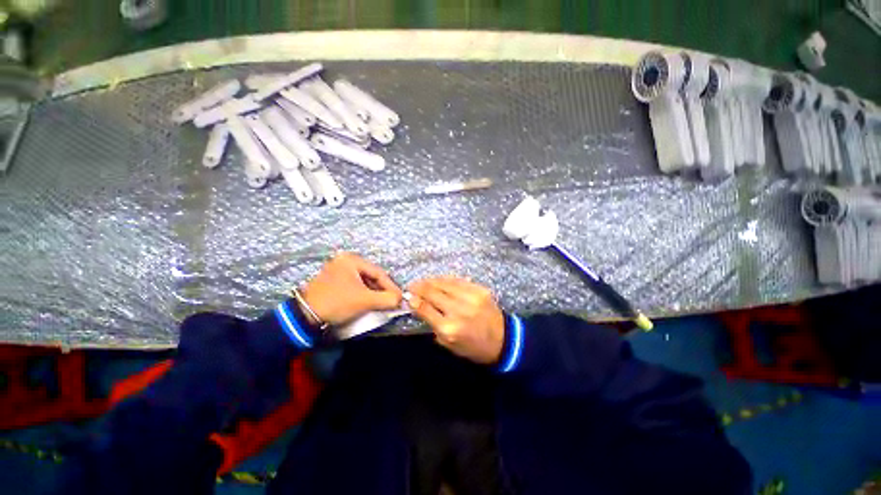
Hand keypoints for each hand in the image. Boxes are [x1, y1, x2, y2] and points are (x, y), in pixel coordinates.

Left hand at [301, 252, 402, 325]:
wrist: (305, 316)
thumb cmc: (337, 302)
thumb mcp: (365, 301)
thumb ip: (386, 299)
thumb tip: (400, 299)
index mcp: (351, 260)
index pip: (379, 273)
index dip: (391, 286)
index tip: (400, 298)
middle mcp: (345, 260)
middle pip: (371, 276)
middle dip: (382, 289)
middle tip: (391, 300)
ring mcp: (338, 269)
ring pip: (364, 280)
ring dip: (374, 292)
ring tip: (381, 302)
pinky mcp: (334, 280)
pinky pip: (355, 284)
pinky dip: (364, 293)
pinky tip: (368, 301)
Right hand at [408, 277, 505, 364]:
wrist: (503, 340)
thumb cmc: (472, 347)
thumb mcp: (448, 344)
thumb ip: (431, 324)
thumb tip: (417, 305)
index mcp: (450, 328)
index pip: (425, 308)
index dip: (413, 299)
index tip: (406, 296)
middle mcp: (459, 310)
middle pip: (433, 292)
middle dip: (419, 287)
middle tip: (411, 286)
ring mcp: (471, 297)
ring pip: (444, 283)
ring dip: (430, 281)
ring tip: (423, 281)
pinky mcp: (480, 289)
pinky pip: (458, 280)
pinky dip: (445, 279)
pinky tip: (439, 280)